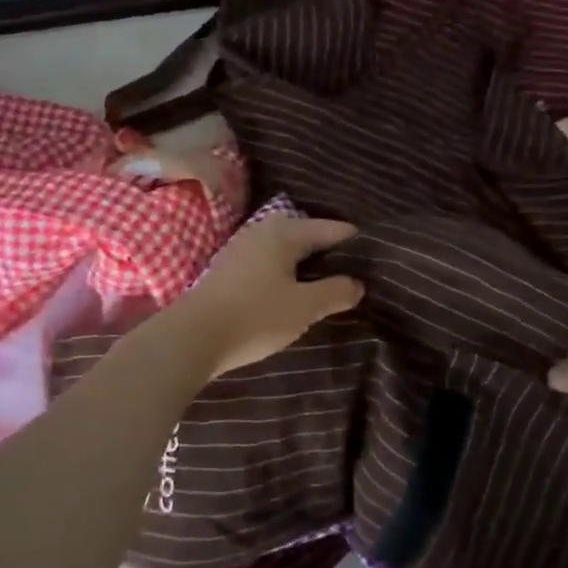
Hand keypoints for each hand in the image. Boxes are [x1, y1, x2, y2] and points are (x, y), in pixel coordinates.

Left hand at [169, 216, 363, 377]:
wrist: (190, 338)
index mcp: (284, 232)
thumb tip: (358, 283)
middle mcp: (262, 231)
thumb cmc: (254, 316)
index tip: (377, 259)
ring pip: (286, 251)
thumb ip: (335, 291)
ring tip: (328, 286)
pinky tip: (293, 294)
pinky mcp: (228, 271)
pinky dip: (286, 274)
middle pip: (307, 236)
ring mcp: (242, 249)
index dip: (356, 244)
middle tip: (356, 274)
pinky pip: (269, 264)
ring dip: (307, 266)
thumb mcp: (304, 307)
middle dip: (331, 254)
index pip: (332, 229)